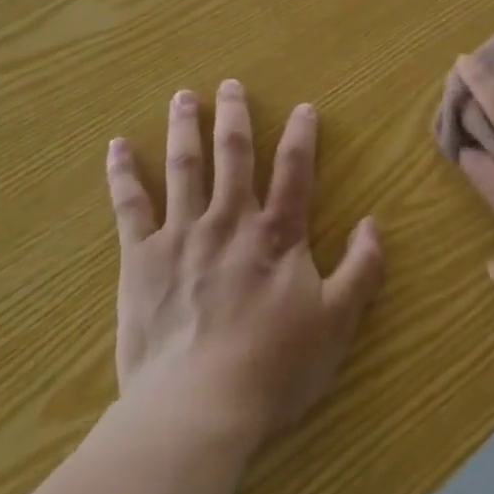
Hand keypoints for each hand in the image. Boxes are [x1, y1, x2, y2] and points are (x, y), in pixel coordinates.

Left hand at [106, 82, 383, 447]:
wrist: (197, 408)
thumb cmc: (273, 368)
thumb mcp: (336, 323)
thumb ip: (361, 269)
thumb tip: (375, 223)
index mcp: (276, 234)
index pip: (294, 171)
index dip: (301, 136)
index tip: (303, 107)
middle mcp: (230, 220)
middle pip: (233, 154)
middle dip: (233, 116)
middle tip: (229, 85)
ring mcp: (182, 234)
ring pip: (184, 167)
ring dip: (185, 128)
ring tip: (183, 97)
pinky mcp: (141, 258)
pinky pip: (130, 206)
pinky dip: (123, 174)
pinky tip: (118, 146)